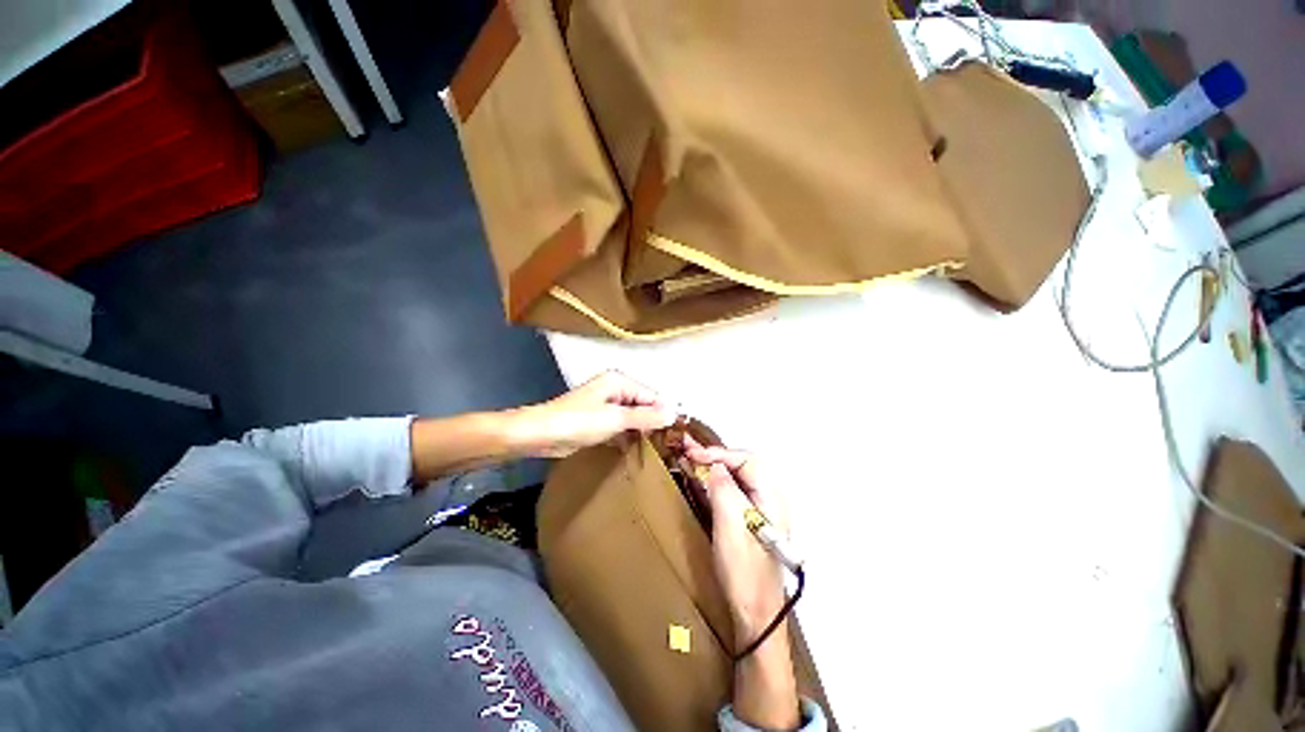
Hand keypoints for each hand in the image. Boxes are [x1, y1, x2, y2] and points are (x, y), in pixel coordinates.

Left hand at [513, 371, 676, 457]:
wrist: (540, 435)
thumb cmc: (578, 421)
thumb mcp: (615, 419)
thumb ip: (645, 417)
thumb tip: (674, 414)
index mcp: (620, 382)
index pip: (652, 396)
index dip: (665, 414)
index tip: (679, 436)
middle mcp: (616, 390)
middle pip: (644, 407)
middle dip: (655, 425)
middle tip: (671, 447)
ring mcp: (607, 407)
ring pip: (633, 419)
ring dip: (643, 433)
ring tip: (660, 452)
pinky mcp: (600, 422)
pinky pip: (622, 428)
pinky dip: (630, 438)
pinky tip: (640, 452)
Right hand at [685, 444, 789, 644]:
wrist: (755, 615)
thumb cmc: (744, 571)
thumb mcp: (731, 525)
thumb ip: (724, 489)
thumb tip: (715, 466)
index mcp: (771, 497)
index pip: (746, 461)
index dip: (719, 453)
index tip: (693, 453)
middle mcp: (768, 499)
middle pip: (742, 466)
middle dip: (715, 455)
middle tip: (688, 449)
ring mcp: (758, 511)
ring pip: (735, 477)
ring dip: (712, 466)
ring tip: (689, 456)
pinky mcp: (747, 521)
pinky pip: (730, 492)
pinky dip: (713, 481)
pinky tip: (699, 477)